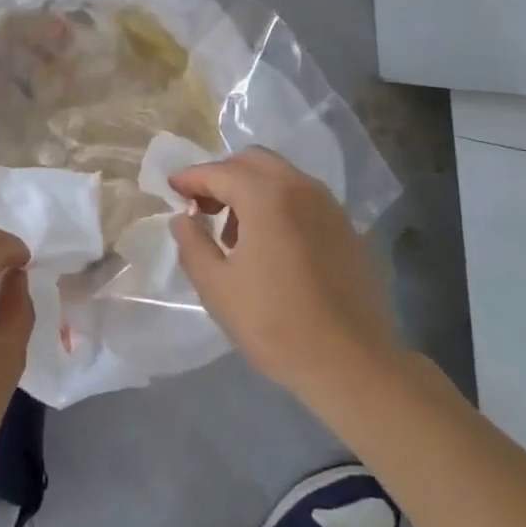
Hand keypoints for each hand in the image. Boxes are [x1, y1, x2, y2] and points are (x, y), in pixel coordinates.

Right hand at [170, 148, 402, 408]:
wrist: (354, 365)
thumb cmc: (276, 325)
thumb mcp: (217, 287)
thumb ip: (192, 244)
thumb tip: (183, 218)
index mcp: (267, 196)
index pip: (219, 172)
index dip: (190, 178)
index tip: (171, 188)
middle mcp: (301, 188)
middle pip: (253, 161)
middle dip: (222, 175)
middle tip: (201, 206)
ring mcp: (329, 207)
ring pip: (281, 176)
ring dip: (251, 189)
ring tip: (233, 232)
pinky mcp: (347, 228)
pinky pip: (303, 198)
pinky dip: (278, 204)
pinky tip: (269, 244)